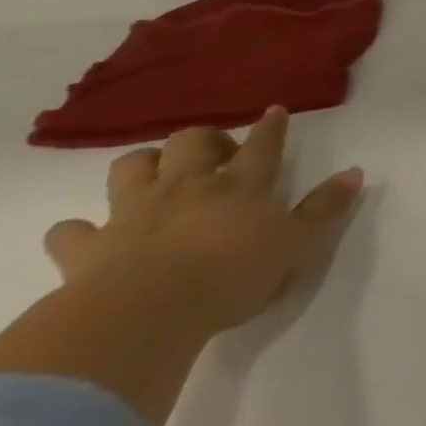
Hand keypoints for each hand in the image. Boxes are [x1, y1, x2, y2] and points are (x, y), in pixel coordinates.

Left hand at [42, 107, 363, 336]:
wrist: (146, 313)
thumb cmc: (236, 275)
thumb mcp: (298, 243)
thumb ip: (325, 208)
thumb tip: (354, 172)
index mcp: (242, 185)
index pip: (262, 146)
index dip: (270, 127)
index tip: (274, 111)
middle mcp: (188, 187)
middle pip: (190, 143)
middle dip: (203, 139)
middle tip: (215, 151)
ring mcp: (133, 213)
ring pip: (131, 169)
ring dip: (143, 165)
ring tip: (155, 175)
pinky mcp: (87, 248)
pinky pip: (71, 230)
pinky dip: (79, 229)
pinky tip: (88, 233)